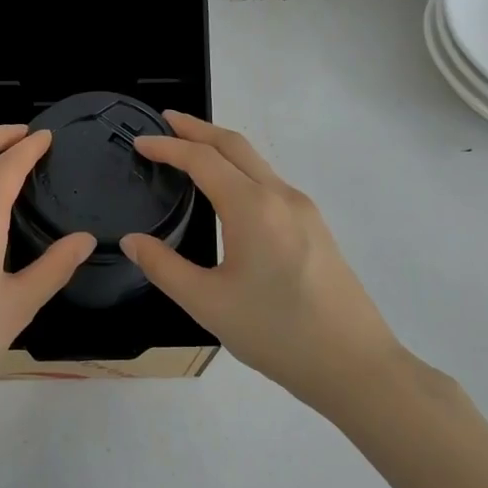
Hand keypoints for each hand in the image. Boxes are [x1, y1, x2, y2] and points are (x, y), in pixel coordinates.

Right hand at [120, 111, 402, 410]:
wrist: (355, 366)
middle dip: (198, 128)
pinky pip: (270, 182)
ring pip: (256, 162)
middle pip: (234, 145)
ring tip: (191, 151)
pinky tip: (229, 192)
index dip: (167, 146)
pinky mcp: (316, 228)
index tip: (140, 141)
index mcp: (252, 207)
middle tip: (166, 121)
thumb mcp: (207, 304)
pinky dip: (240, 169)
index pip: (202, 159)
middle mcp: (280, 196)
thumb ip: (163, 267)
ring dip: (221, 147)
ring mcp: (304, 210)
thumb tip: (132, 241)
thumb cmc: (276, 333)